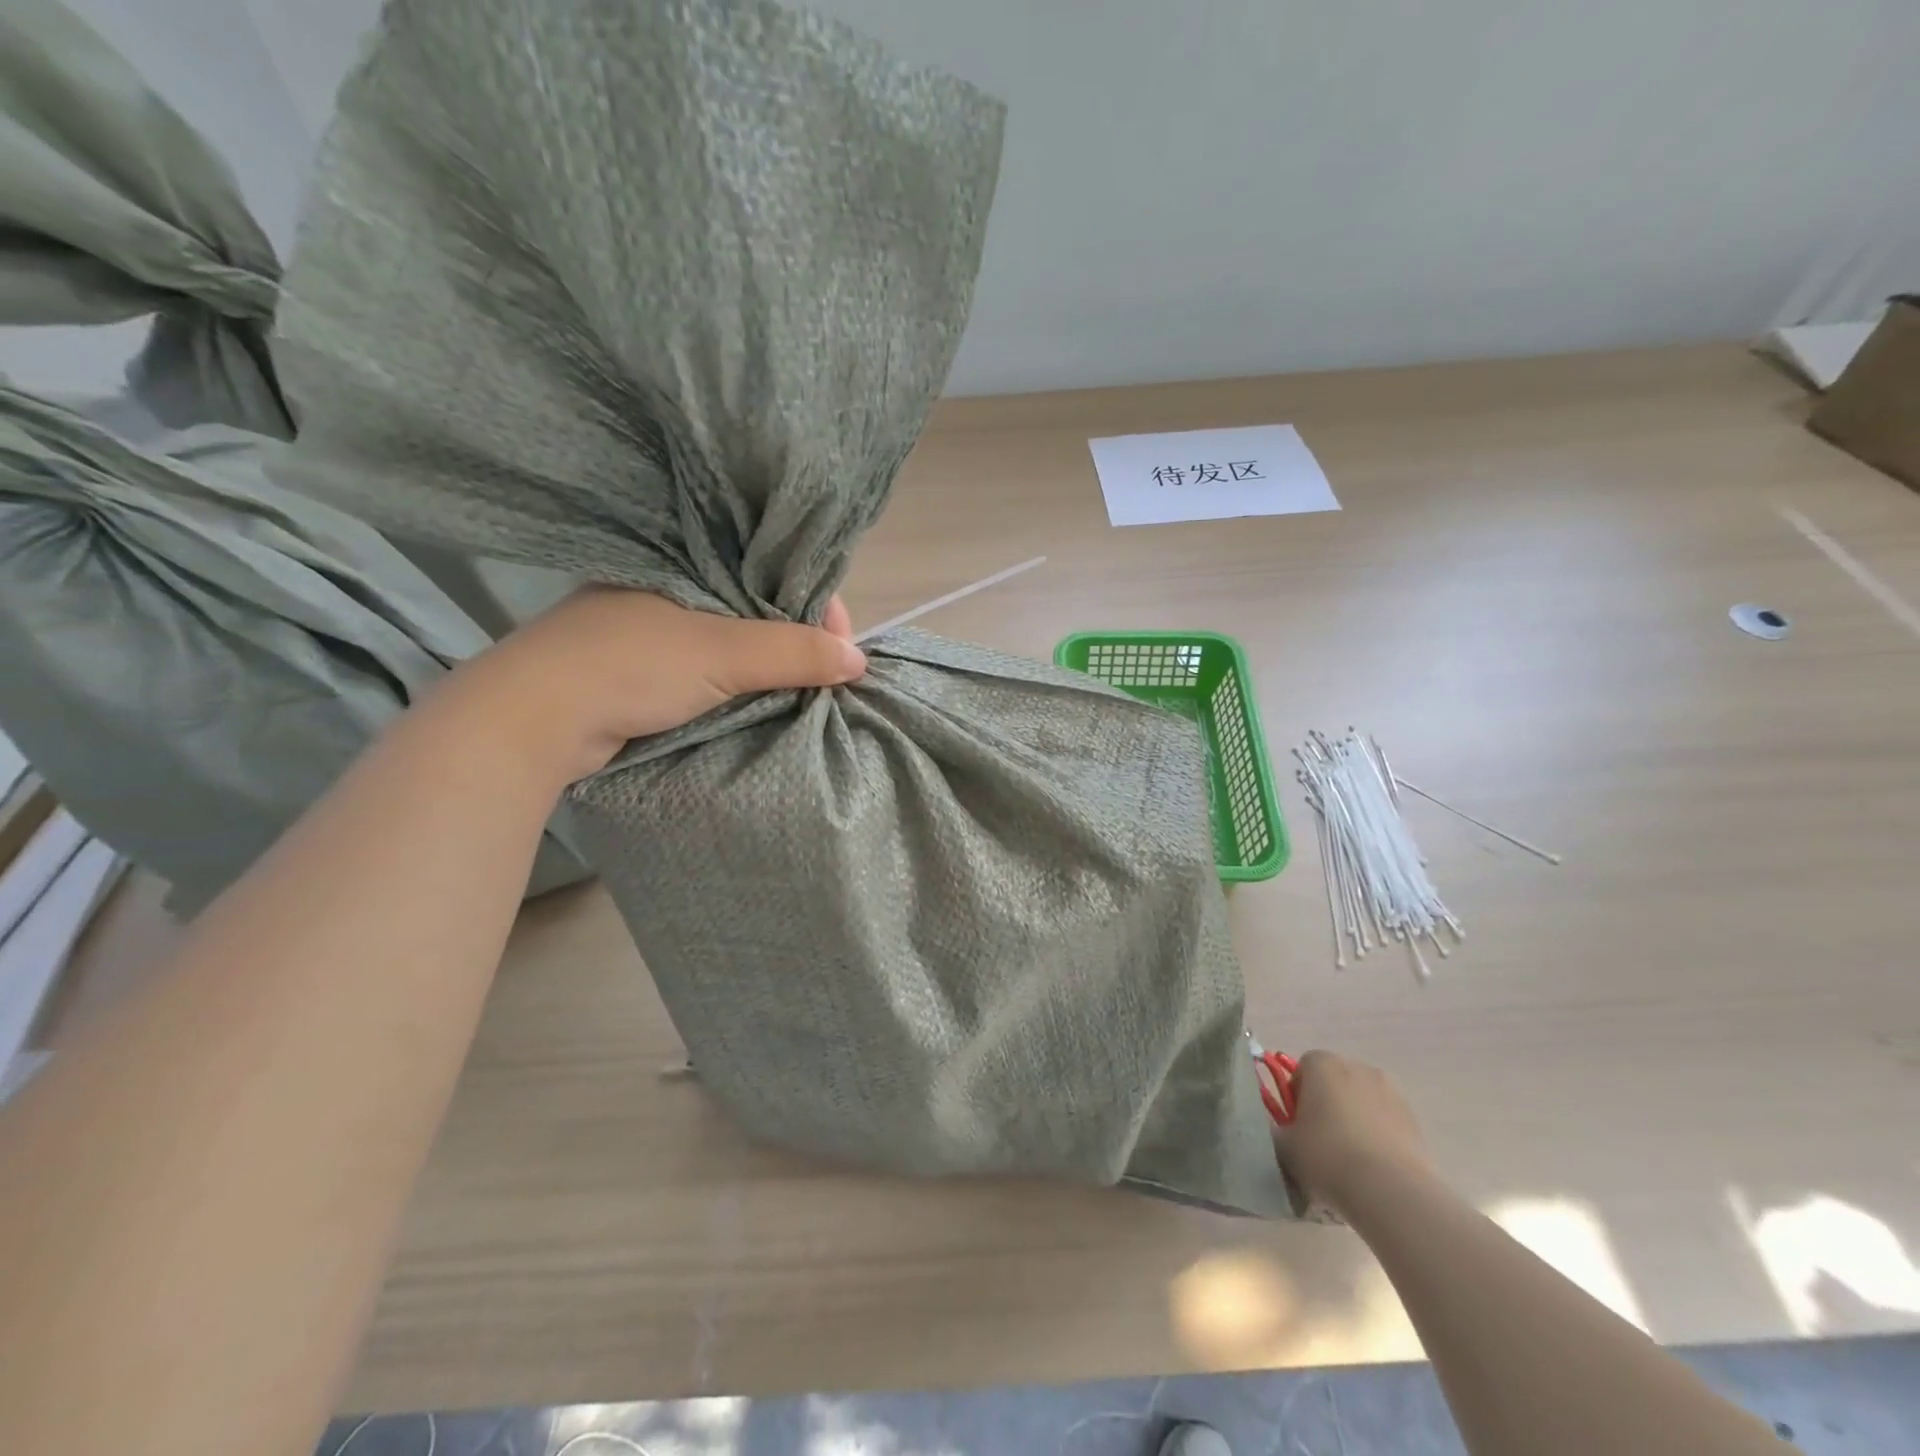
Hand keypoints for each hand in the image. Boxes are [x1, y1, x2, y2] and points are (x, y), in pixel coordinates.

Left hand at [435, 588, 865, 783]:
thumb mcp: (723, 655)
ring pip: (734, 640)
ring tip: (802, 690)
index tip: (842, 646)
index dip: (816, 606)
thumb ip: (794, 653)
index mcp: (690, 562)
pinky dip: (738, 682)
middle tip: (827, 676)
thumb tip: (859, 660)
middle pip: (759, 607)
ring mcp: (654, 626)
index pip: (774, 571)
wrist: (532, 718)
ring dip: (769, 666)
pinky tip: (758, 698)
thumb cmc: (631, 666)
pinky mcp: (642, 665)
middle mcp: (674, 586)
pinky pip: (709, 666)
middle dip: (797, 640)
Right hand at [1272, 1051, 1439, 1218]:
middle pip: (1335, 1081)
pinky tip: (1373, 1168)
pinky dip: (1378, 1136)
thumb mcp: (1284, 1146)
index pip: (1303, 1068)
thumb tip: (1277, 1130)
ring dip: (1355, 1119)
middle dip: (1327, 1104)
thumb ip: (1276, 1130)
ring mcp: (1391, 1092)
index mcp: (1322, 1064)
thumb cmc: (1327, 1156)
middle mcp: (1357, 1067)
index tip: (1296, 1124)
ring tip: (1350, 1158)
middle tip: (1319, 1140)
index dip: (1296, 1095)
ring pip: (1362, 1101)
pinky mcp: (1414, 1120)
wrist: (1390, 1190)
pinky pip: (1386, 1122)